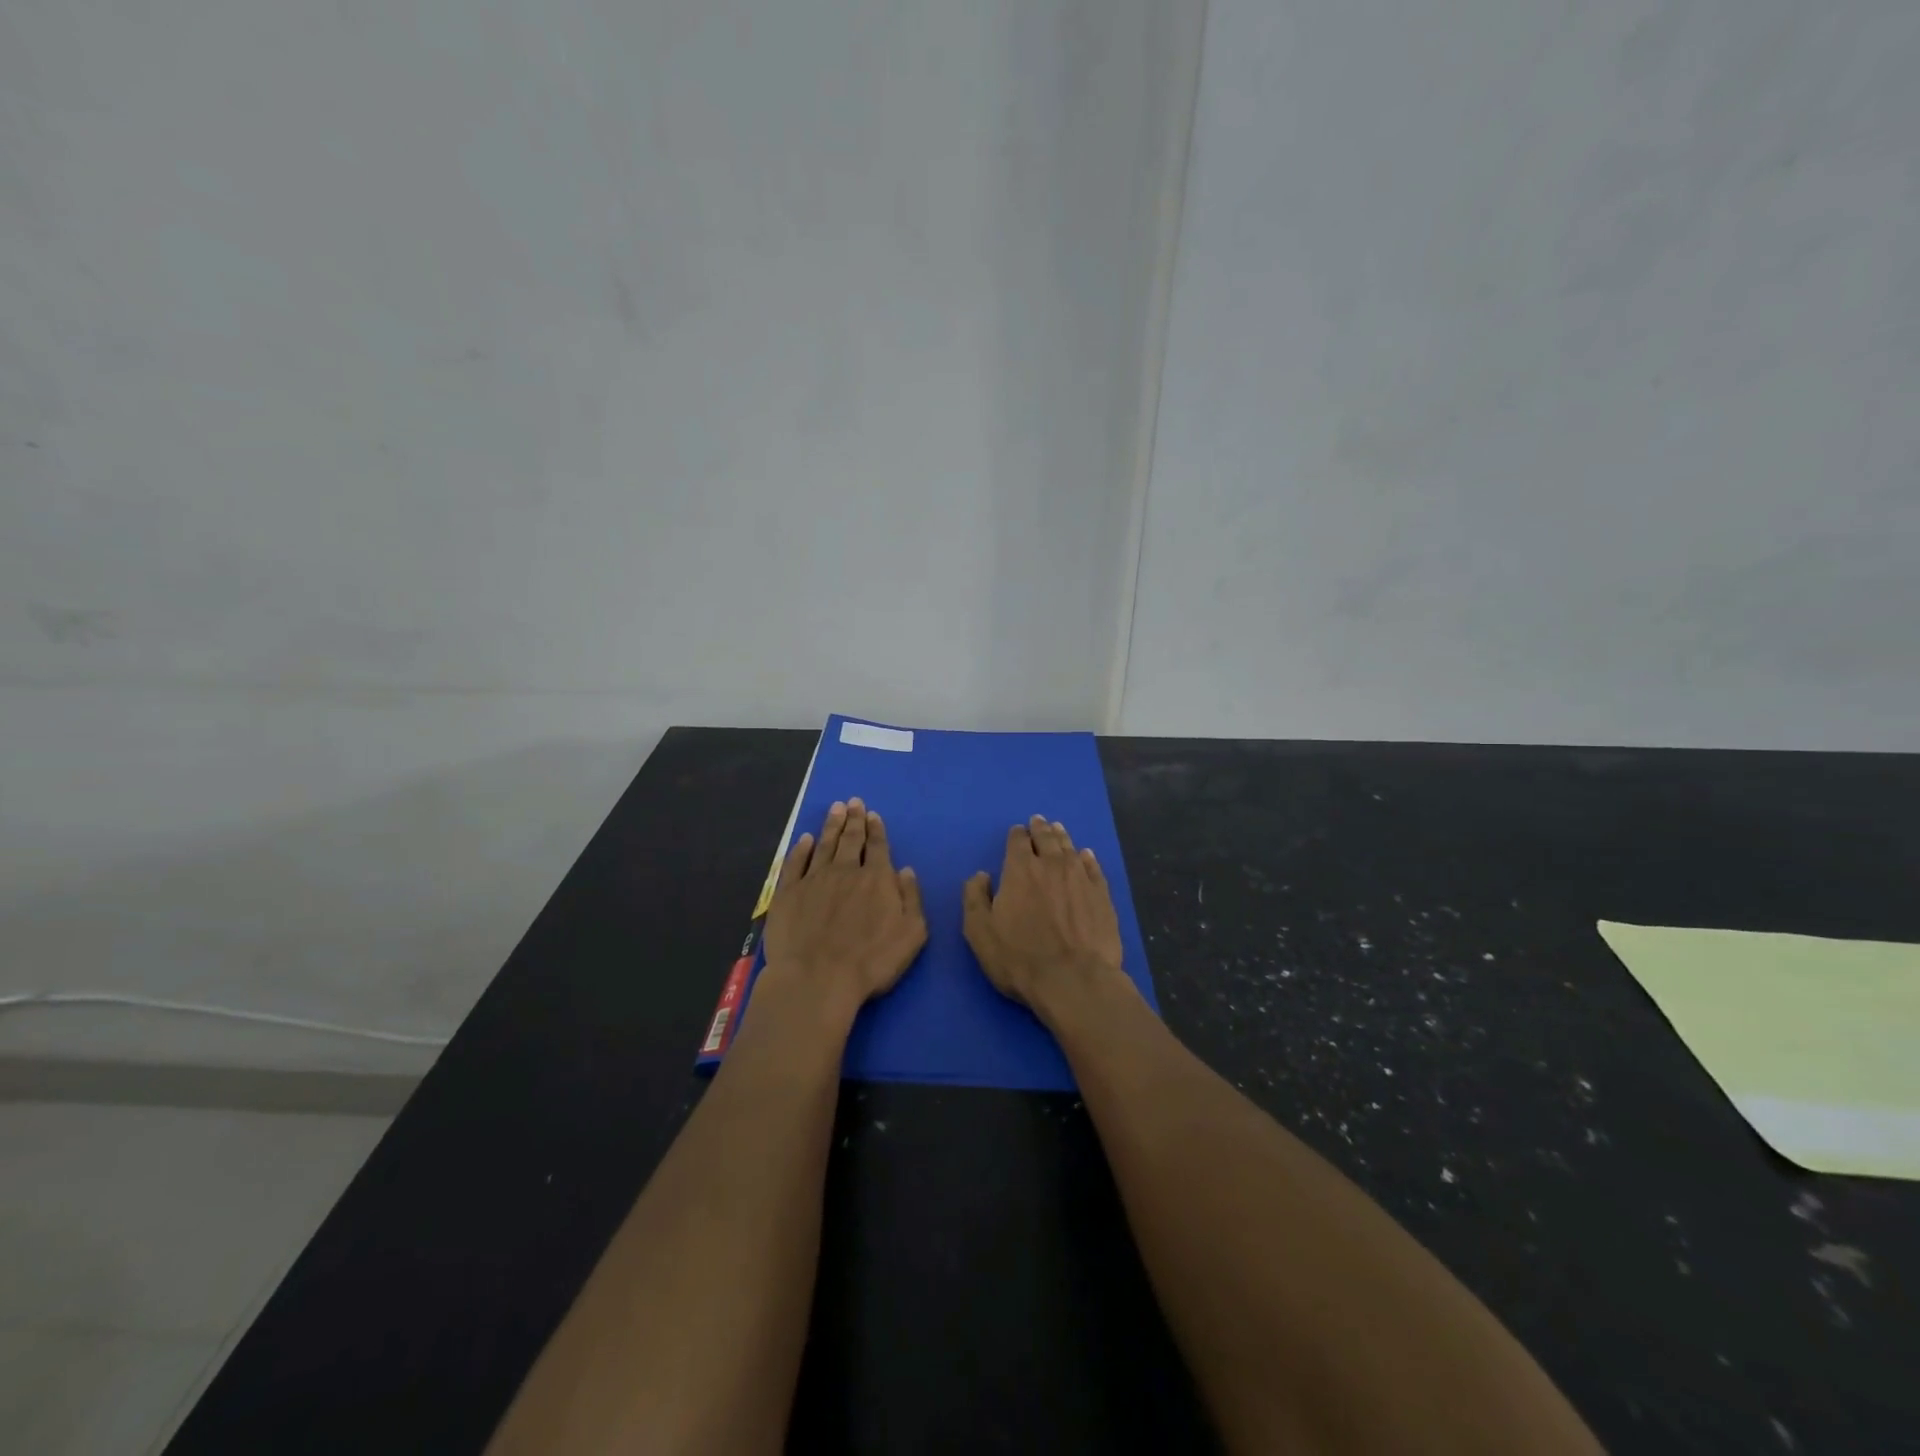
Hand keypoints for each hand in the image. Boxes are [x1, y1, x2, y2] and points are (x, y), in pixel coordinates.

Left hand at [762, 798, 926, 1019]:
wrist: (817, 979)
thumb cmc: (871, 962)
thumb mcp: (911, 934)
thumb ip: (911, 898)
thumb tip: (906, 870)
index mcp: (876, 879)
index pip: (877, 846)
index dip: (876, 829)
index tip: (872, 814)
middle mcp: (845, 871)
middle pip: (850, 839)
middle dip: (853, 819)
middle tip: (853, 802)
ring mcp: (814, 880)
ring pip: (824, 845)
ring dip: (831, 825)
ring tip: (835, 808)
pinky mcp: (788, 893)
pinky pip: (795, 863)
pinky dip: (801, 849)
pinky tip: (804, 839)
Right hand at [963, 815, 1124, 1023]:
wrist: (1074, 980)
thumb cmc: (1019, 958)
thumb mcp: (980, 932)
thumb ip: (975, 898)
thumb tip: (980, 875)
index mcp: (1019, 870)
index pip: (1017, 842)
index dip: (1016, 835)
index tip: (1017, 832)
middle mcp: (1051, 865)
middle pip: (1046, 838)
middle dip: (1040, 829)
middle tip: (1039, 821)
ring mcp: (1080, 878)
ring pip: (1070, 848)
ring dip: (1062, 837)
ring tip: (1058, 829)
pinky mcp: (1102, 895)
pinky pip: (1093, 868)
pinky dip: (1087, 858)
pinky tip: (1086, 855)